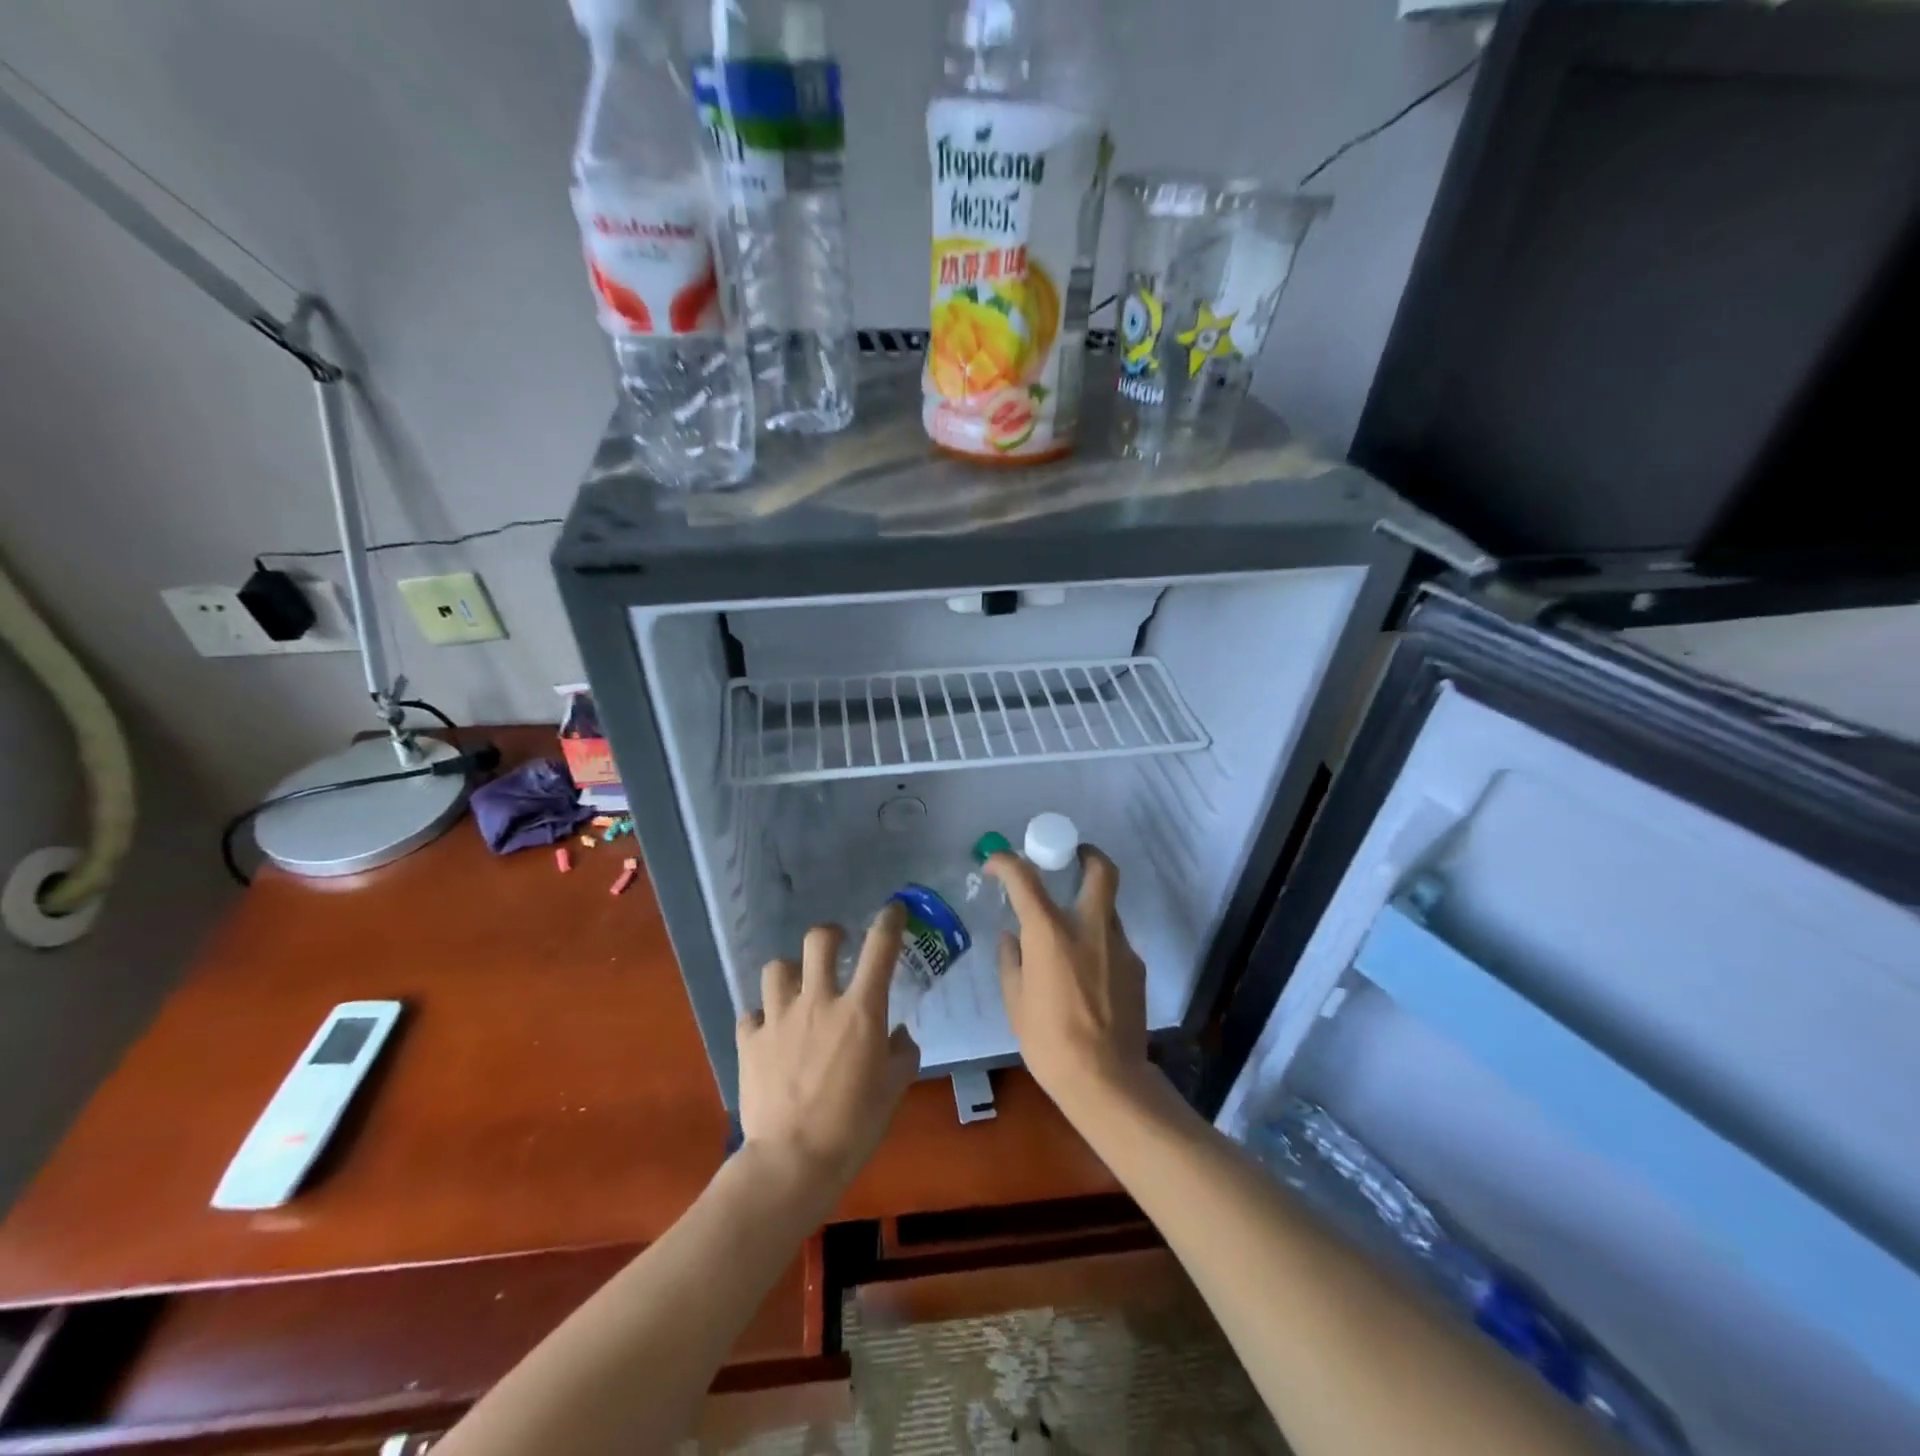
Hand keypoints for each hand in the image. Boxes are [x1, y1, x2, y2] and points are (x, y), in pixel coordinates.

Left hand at [736, 904, 920, 1203]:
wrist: (793, 1162)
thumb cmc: (855, 1125)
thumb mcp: (894, 1089)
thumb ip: (902, 1053)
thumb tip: (899, 1034)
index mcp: (860, 1010)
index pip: (880, 948)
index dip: (889, 921)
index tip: (893, 910)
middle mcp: (818, 1001)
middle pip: (818, 940)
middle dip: (830, 935)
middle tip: (836, 947)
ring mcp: (779, 1018)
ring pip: (777, 968)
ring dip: (790, 973)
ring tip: (796, 989)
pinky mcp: (749, 1041)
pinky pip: (751, 1014)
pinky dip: (761, 1018)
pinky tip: (769, 1033)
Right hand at [986, 846, 1149, 1117]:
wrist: (1107, 1080)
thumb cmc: (1049, 1041)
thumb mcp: (1016, 1002)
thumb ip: (1012, 961)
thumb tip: (1012, 938)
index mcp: (1050, 933)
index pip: (1025, 878)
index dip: (1007, 862)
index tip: (996, 863)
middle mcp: (1089, 928)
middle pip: (1100, 871)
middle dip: (1087, 854)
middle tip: (1072, 857)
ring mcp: (1119, 946)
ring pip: (1108, 907)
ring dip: (1090, 906)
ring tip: (1071, 934)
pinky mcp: (1136, 967)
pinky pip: (1114, 941)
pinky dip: (1098, 942)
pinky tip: (1087, 974)